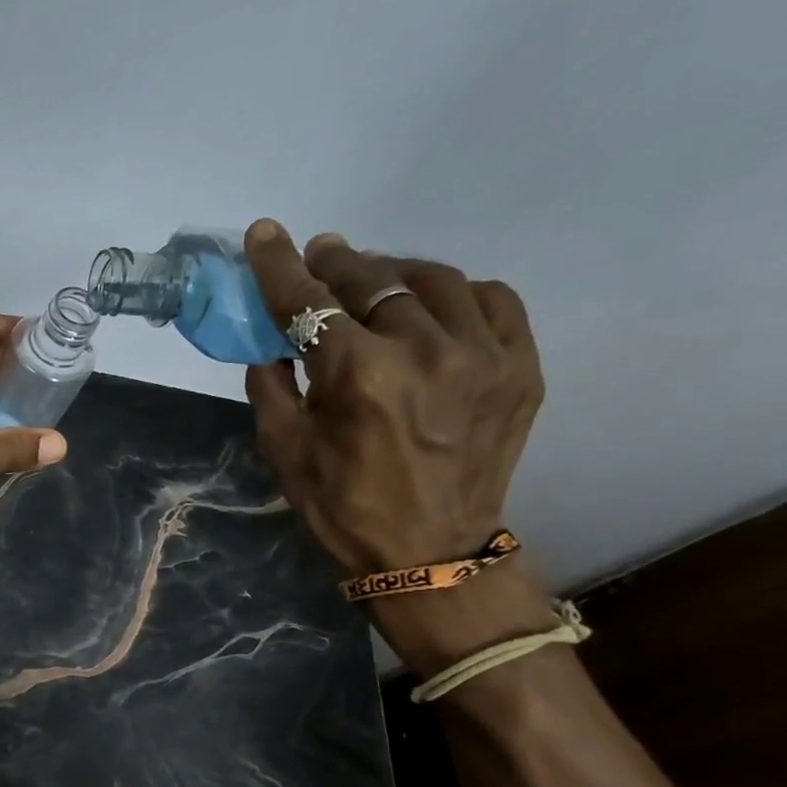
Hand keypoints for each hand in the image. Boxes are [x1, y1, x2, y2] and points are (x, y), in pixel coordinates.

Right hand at [241, 220, 554, 672]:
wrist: (431, 553)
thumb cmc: (344, 508)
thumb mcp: (284, 452)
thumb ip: (271, 388)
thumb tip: (273, 344)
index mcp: (358, 376)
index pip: (309, 302)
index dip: (280, 265)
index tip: (265, 233)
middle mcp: (424, 351)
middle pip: (373, 279)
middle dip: (337, 263)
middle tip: (319, 257)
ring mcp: (483, 355)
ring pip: (434, 280)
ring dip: (394, 272)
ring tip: (374, 280)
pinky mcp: (521, 367)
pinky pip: (492, 300)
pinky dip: (456, 293)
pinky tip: (434, 307)